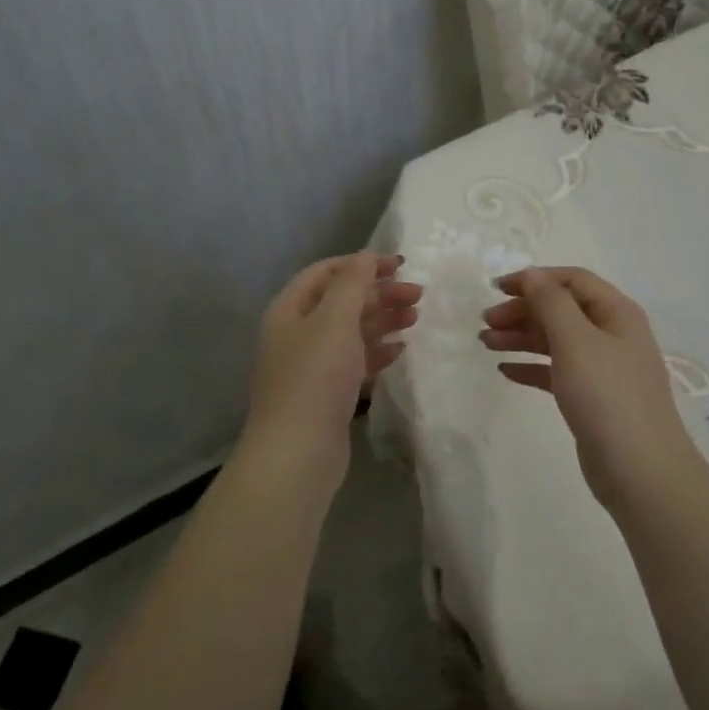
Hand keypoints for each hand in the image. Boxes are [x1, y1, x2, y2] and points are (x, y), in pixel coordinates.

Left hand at [243, 252, 420, 478]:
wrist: (297, 453)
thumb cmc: (315, 377)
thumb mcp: (335, 320)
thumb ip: (353, 283)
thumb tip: (365, 256)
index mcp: (290, 310)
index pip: (326, 272)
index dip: (361, 264)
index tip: (400, 265)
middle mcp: (296, 333)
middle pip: (341, 301)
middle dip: (379, 293)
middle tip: (418, 295)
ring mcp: (310, 366)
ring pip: (350, 331)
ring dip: (382, 320)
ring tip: (415, 317)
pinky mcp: (325, 394)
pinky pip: (354, 361)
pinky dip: (377, 351)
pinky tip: (400, 349)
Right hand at [480, 267, 696, 508]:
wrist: (639, 470)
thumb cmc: (606, 394)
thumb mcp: (575, 339)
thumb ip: (550, 302)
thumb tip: (531, 274)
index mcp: (616, 313)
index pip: (572, 281)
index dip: (534, 279)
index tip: (496, 288)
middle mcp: (613, 335)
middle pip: (562, 310)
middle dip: (523, 311)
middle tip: (485, 321)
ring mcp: (604, 369)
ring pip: (556, 341)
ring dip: (521, 338)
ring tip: (485, 343)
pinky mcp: (592, 399)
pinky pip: (557, 372)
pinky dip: (531, 367)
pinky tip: (506, 371)